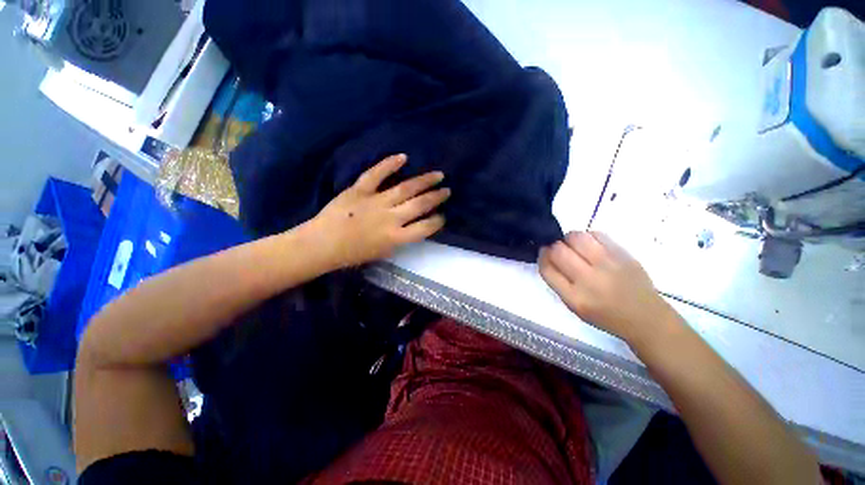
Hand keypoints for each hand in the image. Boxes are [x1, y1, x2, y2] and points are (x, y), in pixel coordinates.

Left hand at [309, 154, 448, 267]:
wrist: (322, 244)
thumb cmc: (353, 254)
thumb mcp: (383, 252)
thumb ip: (401, 239)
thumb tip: (414, 226)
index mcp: (396, 237)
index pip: (425, 228)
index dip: (437, 221)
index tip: (442, 216)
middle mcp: (390, 218)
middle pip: (420, 205)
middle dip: (436, 197)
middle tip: (447, 190)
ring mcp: (375, 201)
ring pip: (405, 188)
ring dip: (424, 181)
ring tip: (438, 175)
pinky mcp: (360, 190)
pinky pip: (376, 174)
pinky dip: (389, 164)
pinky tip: (404, 157)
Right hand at [538, 231, 674, 344]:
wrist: (646, 318)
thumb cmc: (605, 315)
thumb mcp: (574, 307)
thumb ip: (558, 282)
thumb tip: (548, 255)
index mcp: (574, 297)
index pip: (547, 268)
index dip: (542, 256)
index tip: (544, 253)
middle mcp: (589, 280)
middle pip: (558, 250)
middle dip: (553, 246)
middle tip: (559, 250)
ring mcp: (608, 265)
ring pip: (576, 237)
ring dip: (569, 239)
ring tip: (575, 246)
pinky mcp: (623, 255)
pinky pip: (597, 234)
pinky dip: (588, 237)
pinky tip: (592, 246)